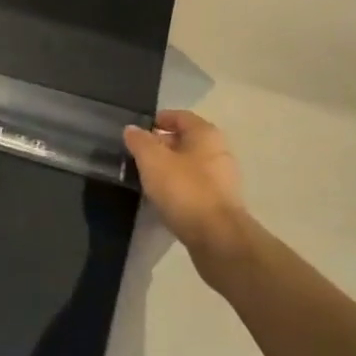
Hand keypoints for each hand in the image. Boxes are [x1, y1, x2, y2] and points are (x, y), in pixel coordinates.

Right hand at [123, 110, 250, 256]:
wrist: (218, 239)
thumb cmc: (185, 190)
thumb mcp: (153, 161)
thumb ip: (140, 141)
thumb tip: (132, 129)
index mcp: (206, 134)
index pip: (179, 116)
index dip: (157, 120)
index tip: (136, 132)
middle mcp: (219, 151)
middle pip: (185, 141)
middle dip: (160, 146)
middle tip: (137, 156)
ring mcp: (223, 179)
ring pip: (189, 166)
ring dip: (168, 169)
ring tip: (146, 179)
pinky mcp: (220, 204)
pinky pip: (194, 187)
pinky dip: (178, 189)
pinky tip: (162, 200)